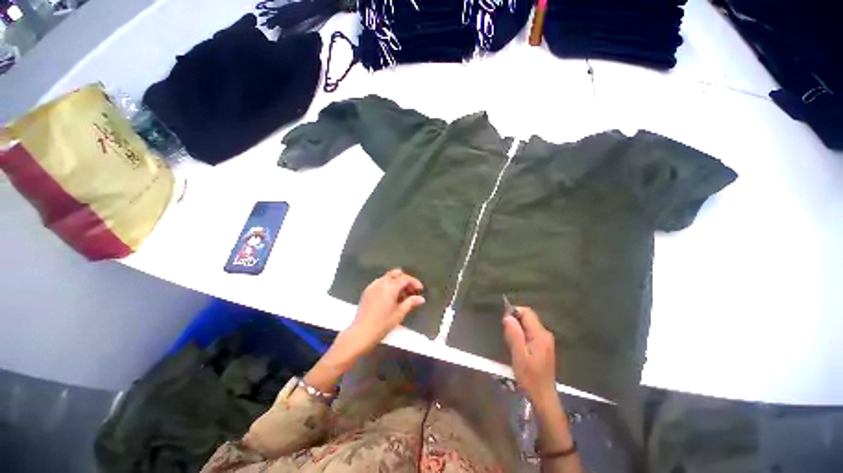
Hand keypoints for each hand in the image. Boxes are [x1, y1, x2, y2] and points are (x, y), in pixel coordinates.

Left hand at [344, 269, 424, 356]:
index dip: (414, 282)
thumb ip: (411, 303)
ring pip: (388, 277)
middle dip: (405, 280)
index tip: (420, 289)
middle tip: (411, 290)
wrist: (362, 332)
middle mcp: (381, 282)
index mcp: (390, 286)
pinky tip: (390, 297)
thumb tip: (420, 299)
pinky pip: (380, 282)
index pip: (405, 278)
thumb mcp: (400, 313)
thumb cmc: (382, 323)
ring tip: (402, 295)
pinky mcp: (367, 290)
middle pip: (396, 274)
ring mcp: (373, 285)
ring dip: (396, 282)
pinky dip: (388, 285)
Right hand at [503, 306, 557, 407]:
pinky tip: (517, 346)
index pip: (527, 312)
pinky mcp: (544, 346)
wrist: (543, 397)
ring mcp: (546, 340)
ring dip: (518, 328)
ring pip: (529, 325)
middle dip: (515, 321)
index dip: (514, 312)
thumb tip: (507, 316)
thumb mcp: (518, 356)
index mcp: (540, 335)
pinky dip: (522, 335)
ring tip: (510, 341)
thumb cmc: (530, 378)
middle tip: (505, 334)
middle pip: (528, 317)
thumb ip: (514, 334)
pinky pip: (531, 332)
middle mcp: (545, 334)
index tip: (503, 321)